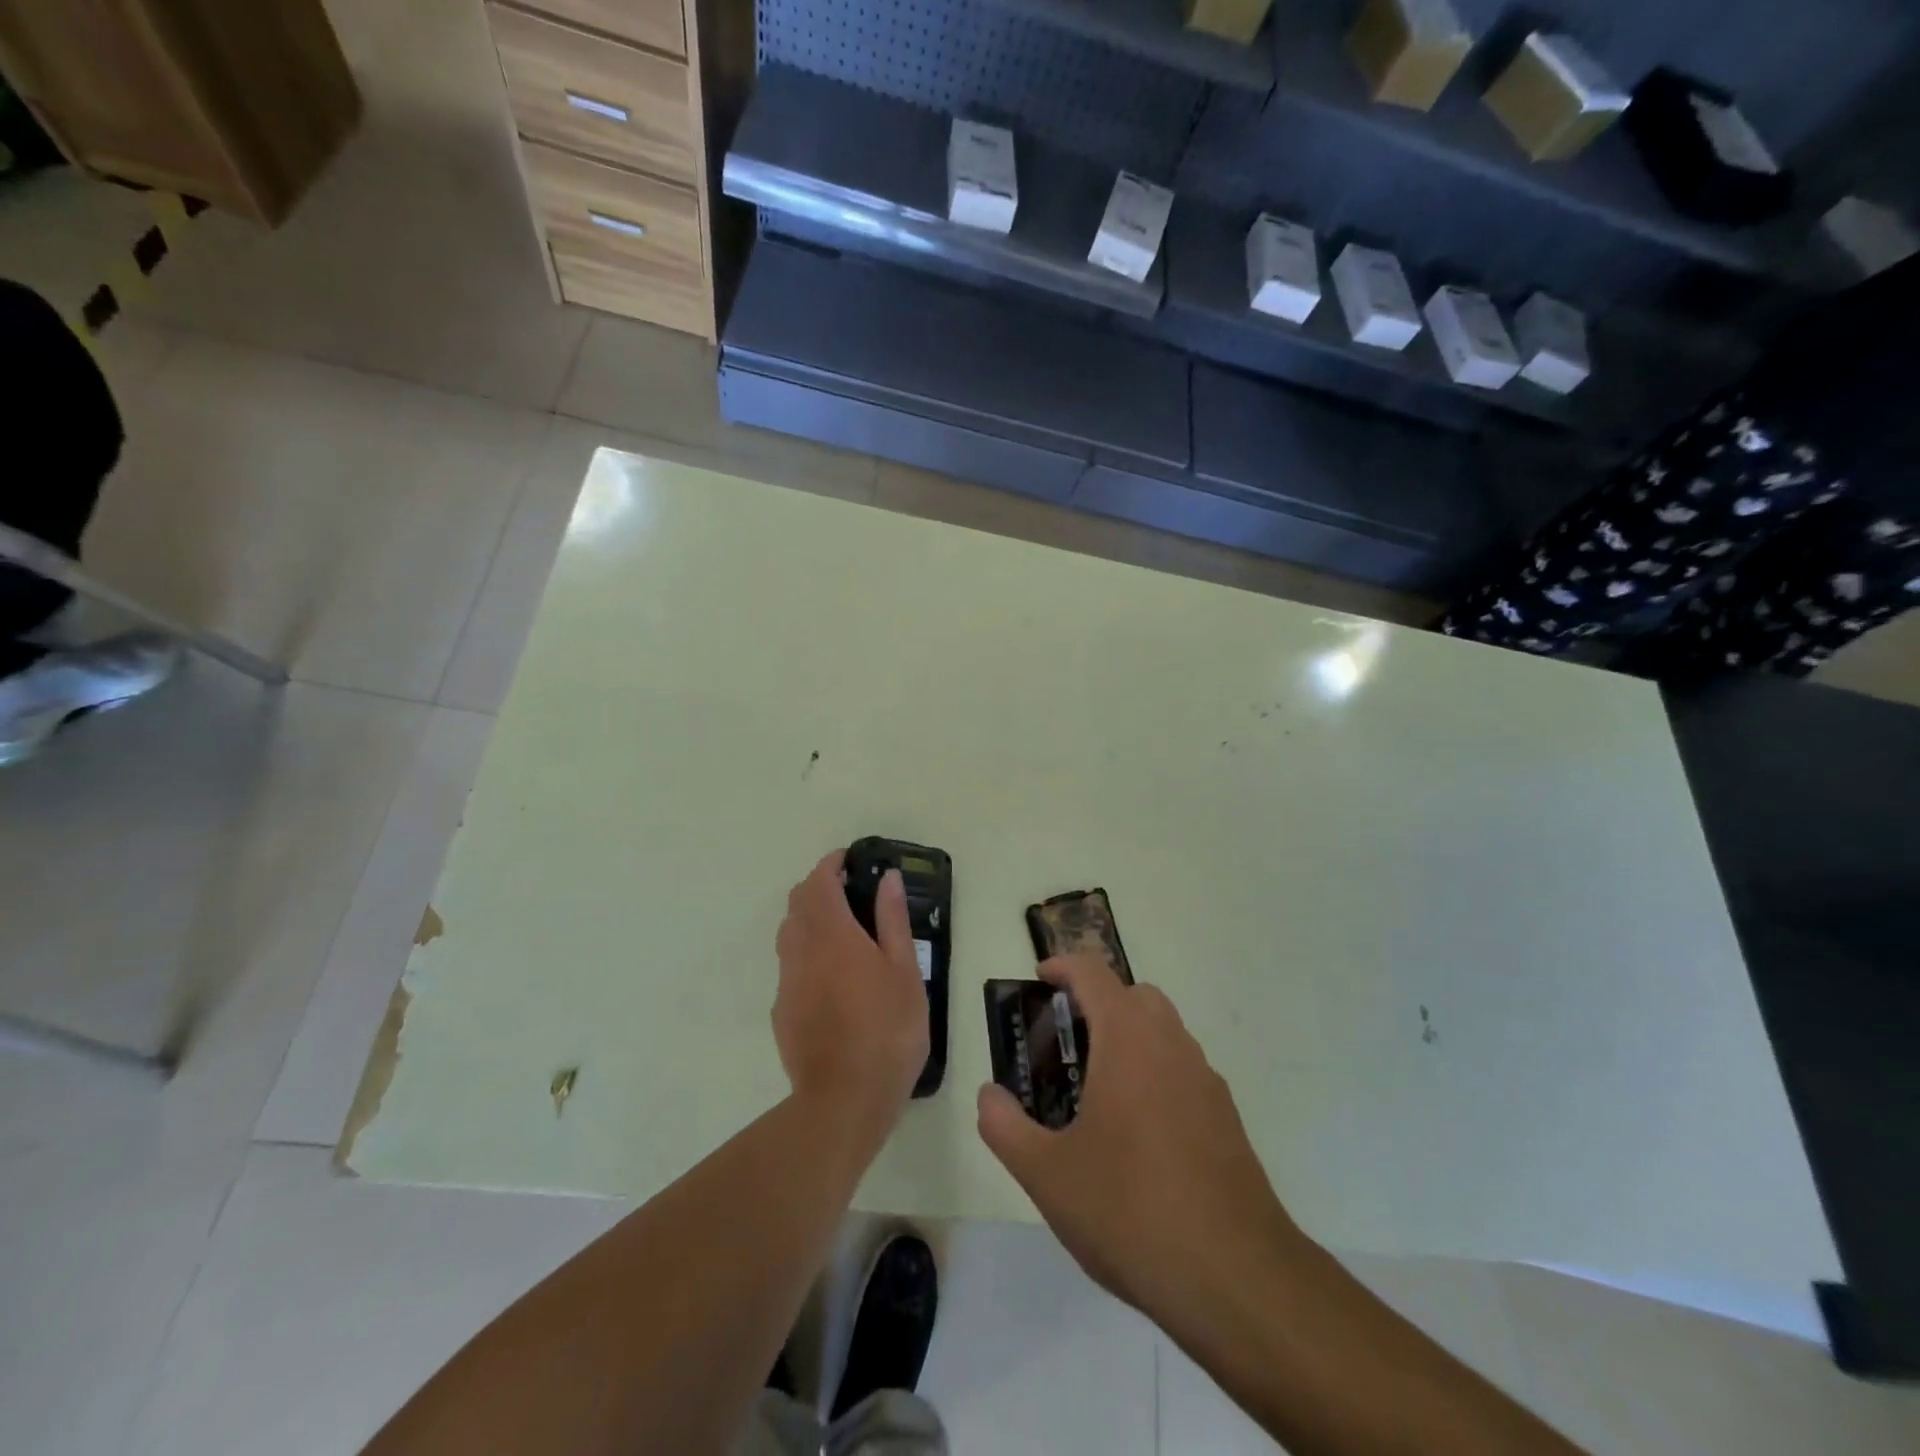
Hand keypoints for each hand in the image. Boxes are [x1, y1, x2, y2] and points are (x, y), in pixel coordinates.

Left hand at [774, 850, 928, 1128]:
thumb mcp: (904, 971)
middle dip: (818, 886)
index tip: (850, 860)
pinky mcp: (781, 1010)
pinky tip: (831, 976)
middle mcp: (801, 950)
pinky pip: (789, 965)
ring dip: (808, 917)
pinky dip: (805, 952)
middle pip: (797, 901)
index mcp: (833, 934)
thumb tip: (887, 878)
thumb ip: (892, 920)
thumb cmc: (887, 1030)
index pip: (820, 881)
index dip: (831, 864)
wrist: (844, 1099)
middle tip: (851, 892)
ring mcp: (786, 981)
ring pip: (788, 932)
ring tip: (842, 931)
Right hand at [977, 956, 1306, 1321]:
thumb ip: (1004, 1126)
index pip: (1094, 973)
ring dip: (1128, 1038)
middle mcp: (1172, 1044)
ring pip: (1164, 1032)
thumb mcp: (1046, 1174)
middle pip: (1134, 995)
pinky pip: (1183, 1072)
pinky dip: (1155, 1075)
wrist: (1236, 1277)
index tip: (1039, 979)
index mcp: (1128, 1038)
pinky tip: (1137, 1136)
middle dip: (1097, 1003)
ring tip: (1095, 1092)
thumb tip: (989, 1096)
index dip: (1062, 967)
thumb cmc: (1130, 1209)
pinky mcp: (1227, 1118)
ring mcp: (1206, 1080)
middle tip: (1064, 1043)